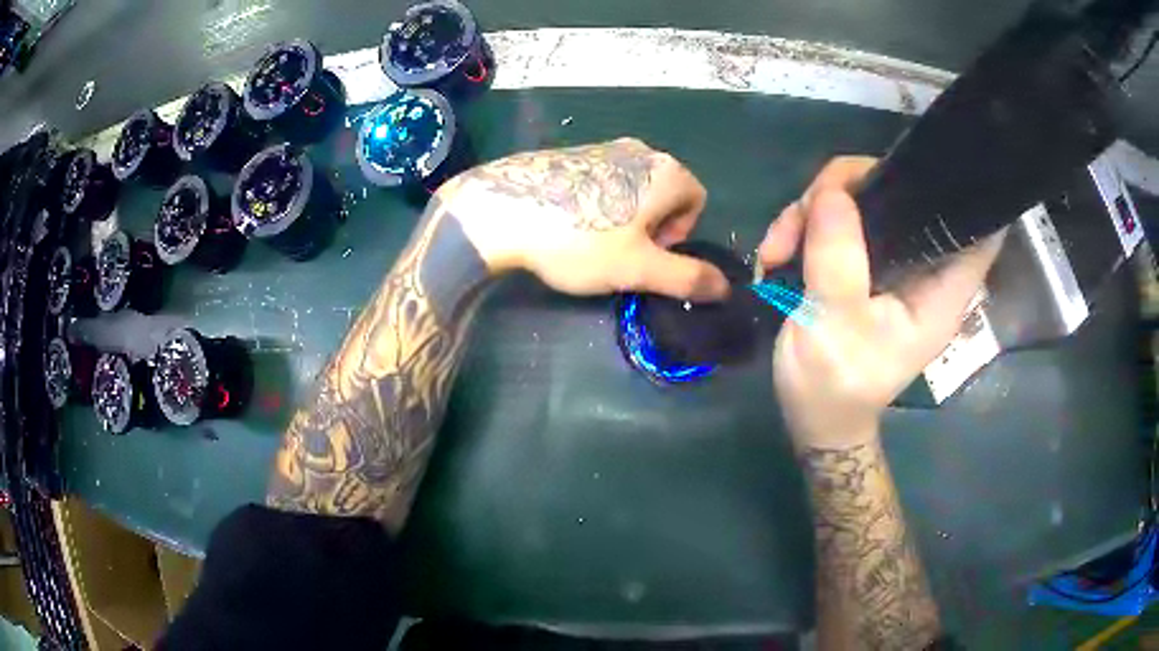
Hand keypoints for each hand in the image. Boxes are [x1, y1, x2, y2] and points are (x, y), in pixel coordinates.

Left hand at [438, 138, 728, 300]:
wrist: (501, 209)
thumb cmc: (580, 240)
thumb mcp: (639, 268)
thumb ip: (687, 278)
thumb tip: (725, 288)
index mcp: (666, 171)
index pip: (697, 201)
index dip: (680, 234)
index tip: (648, 254)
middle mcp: (640, 149)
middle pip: (665, 194)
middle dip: (653, 227)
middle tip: (621, 253)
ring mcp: (603, 146)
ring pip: (633, 188)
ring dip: (625, 218)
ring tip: (592, 242)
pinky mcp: (572, 153)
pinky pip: (602, 181)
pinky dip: (598, 204)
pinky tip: (568, 224)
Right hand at [759, 157, 1004, 449]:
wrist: (813, 417)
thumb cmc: (835, 387)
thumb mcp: (835, 328)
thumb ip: (839, 262)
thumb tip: (830, 194)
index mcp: (939, 289)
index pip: (978, 230)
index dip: (963, 190)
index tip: (927, 164)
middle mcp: (920, 266)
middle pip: (902, 193)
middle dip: (850, 187)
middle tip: (805, 212)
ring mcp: (887, 261)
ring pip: (858, 200)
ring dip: (812, 209)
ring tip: (775, 247)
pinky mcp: (859, 262)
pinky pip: (833, 220)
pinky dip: (802, 225)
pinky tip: (775, 252)